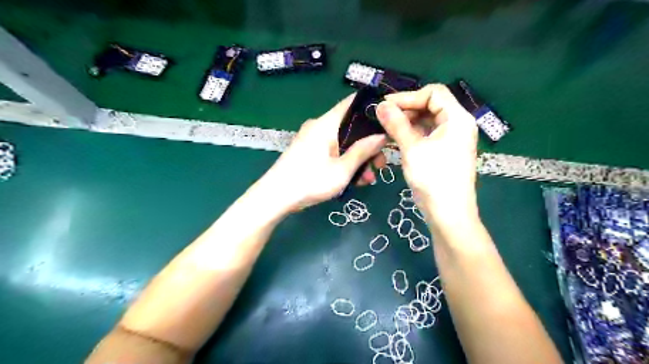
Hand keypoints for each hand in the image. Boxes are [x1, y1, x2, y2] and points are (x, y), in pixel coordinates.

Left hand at [260, 95, 386, 210]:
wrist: (274, 198)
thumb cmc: (310, 181)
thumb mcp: (342, 170)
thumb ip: (363, 151)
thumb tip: (382, 136)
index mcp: (326, 124)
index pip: (352, 103)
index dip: (372, 108)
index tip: (389, 122)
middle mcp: (319, 127)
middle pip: (351, 127)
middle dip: (368, 145)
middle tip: (381, 164)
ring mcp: (313, 140)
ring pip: (343, 142)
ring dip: (358, 158)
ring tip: (369, 179)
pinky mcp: (309, 152)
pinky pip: (333, 151)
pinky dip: (345, 162)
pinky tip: (354, 180)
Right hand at [378, 84, 478, 224]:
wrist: (448, 213)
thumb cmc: (433, 178)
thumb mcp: (412, 149)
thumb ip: (396, 124)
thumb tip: (380, 105)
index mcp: (457, 118)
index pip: (433, 93)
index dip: (408, 96)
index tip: (385, 105)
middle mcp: (458, 124)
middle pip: (431, 105)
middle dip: (406, 109)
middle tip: (383, 117)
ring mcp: (452, 139)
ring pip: (428, 120)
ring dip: (407, 122)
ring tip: (387, 128)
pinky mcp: (445, 151)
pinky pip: (427, 134)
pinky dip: (412, 133)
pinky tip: (396, 139)